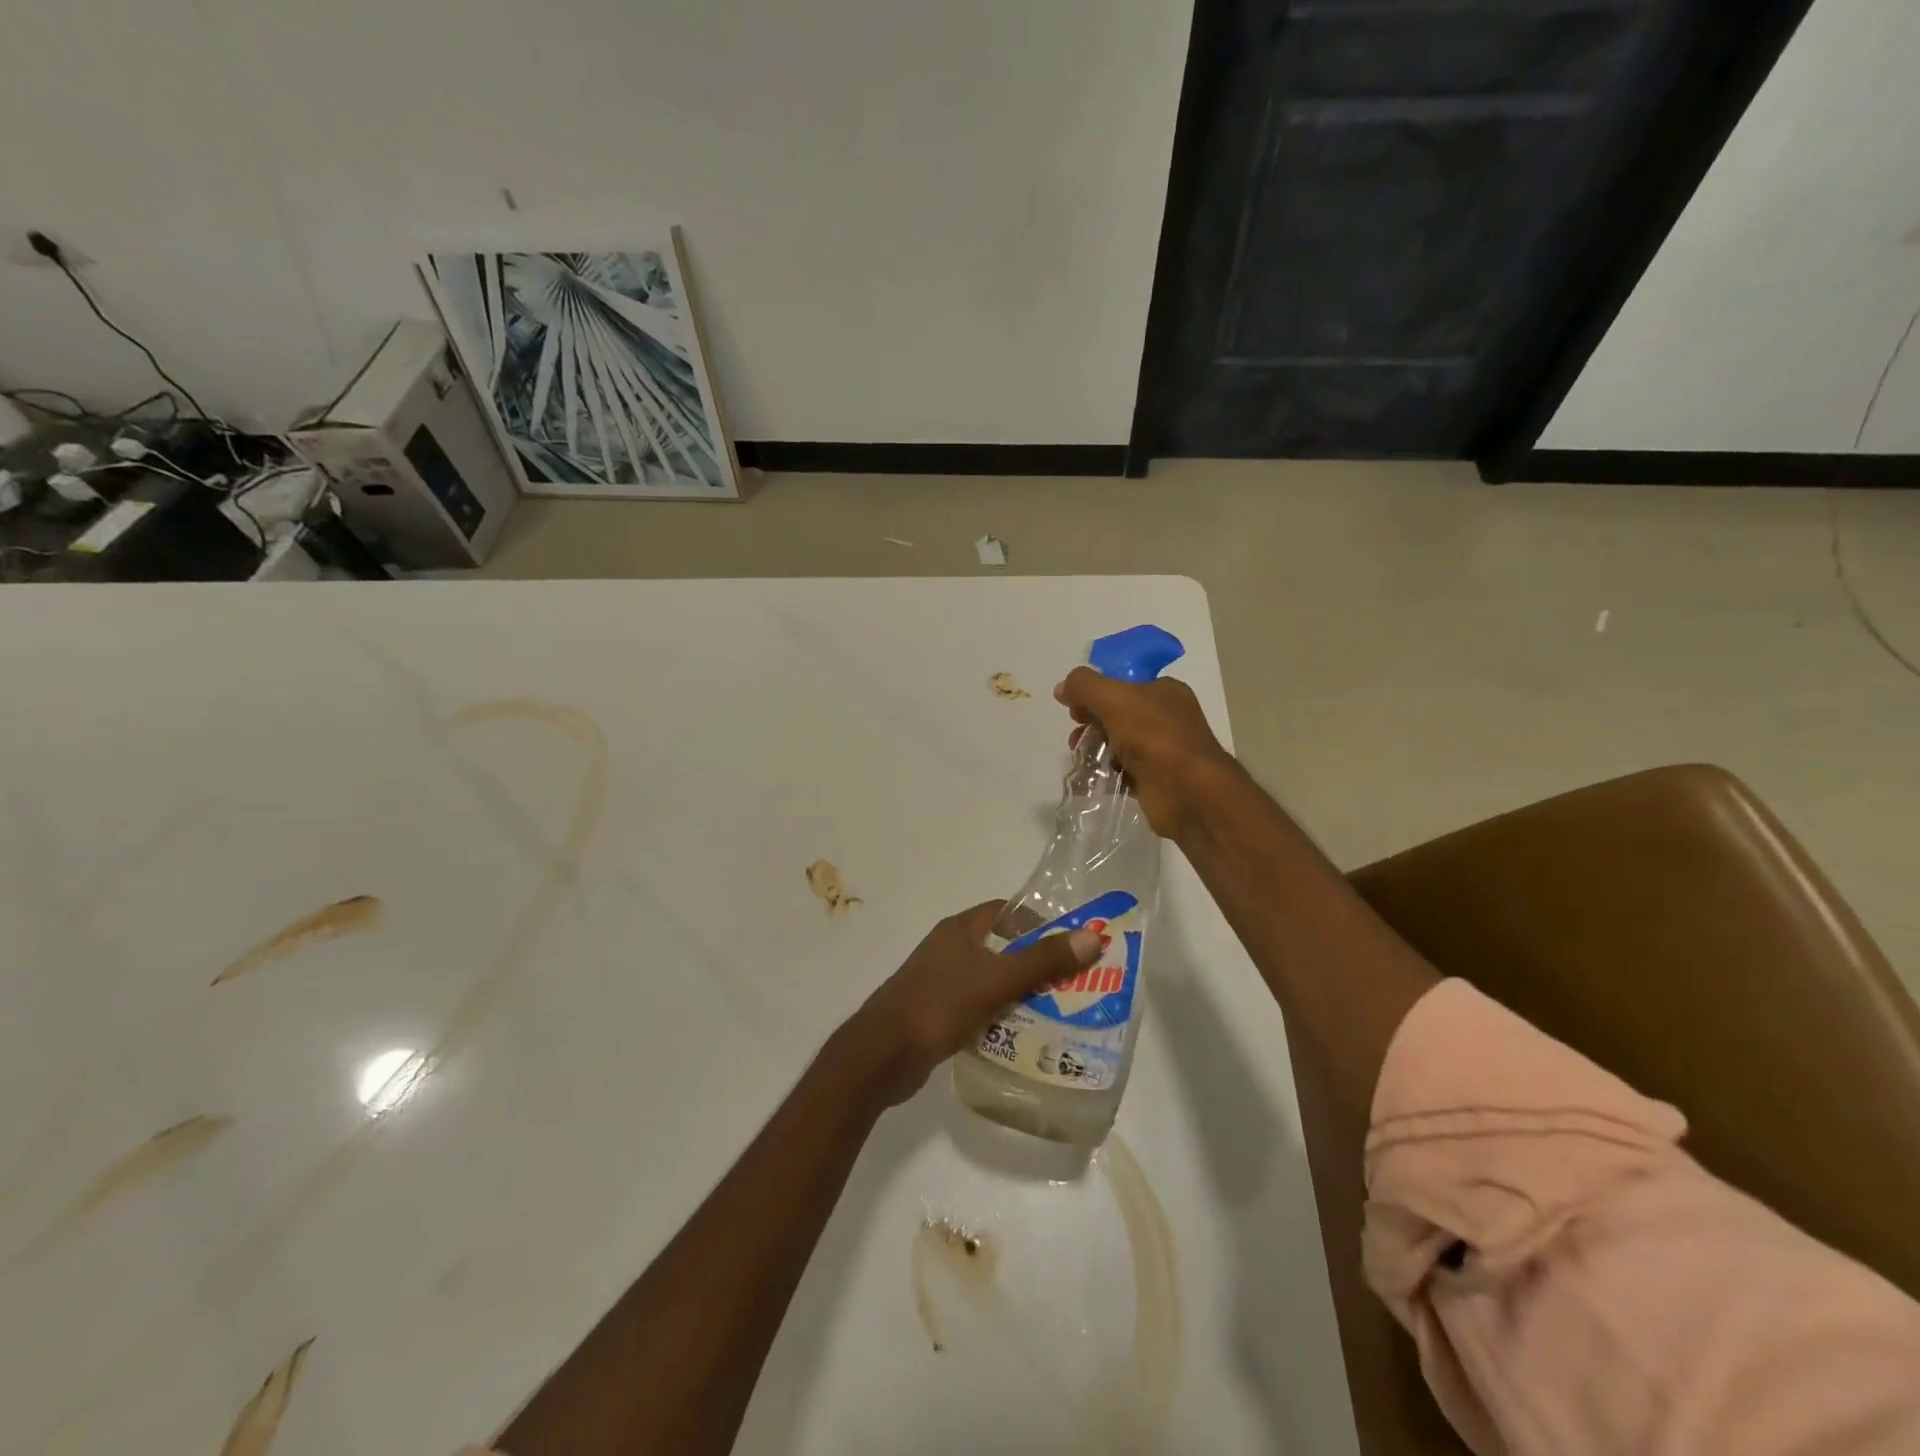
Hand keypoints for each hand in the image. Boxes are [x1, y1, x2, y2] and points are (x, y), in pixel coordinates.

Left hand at [844, 902, 1103, 1105]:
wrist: (881, 1056)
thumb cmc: (937, 1006)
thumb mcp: (995, 980)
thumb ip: (1042, 960)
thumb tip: (1092, 937)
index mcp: (959, 930)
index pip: (1007, 912)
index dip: (1039, 922)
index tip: (1072, 944)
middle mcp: (950, 950)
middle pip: (1003, 948)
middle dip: (1037, 964)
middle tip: (1076, 984)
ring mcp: (942, 983)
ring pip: (992, 982)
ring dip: (1021, 994)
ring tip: (1061, 1013)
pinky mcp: (939, 1014)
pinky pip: (979, 1008)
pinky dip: (1001, 1017)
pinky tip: (1025, 1037)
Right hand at [1056, 667, 1236, 838]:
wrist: (1188, 792)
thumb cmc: (1155, 736)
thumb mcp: (1115, 699)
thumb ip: (1085, 686)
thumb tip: (1062, 688)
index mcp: (1164, 691)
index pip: (1123, 684)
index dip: (1096, 692)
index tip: (1073, 707)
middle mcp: (1166, 718)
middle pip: (1118, 714)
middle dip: (1091, 723)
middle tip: (1076, 736)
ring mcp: (1162, 751)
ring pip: (1118, 744)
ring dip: (1095, 749)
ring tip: (1080, 759)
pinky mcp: (1154, 780)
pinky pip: (1122, 772)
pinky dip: (1105, 773)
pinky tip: (1089, 779)